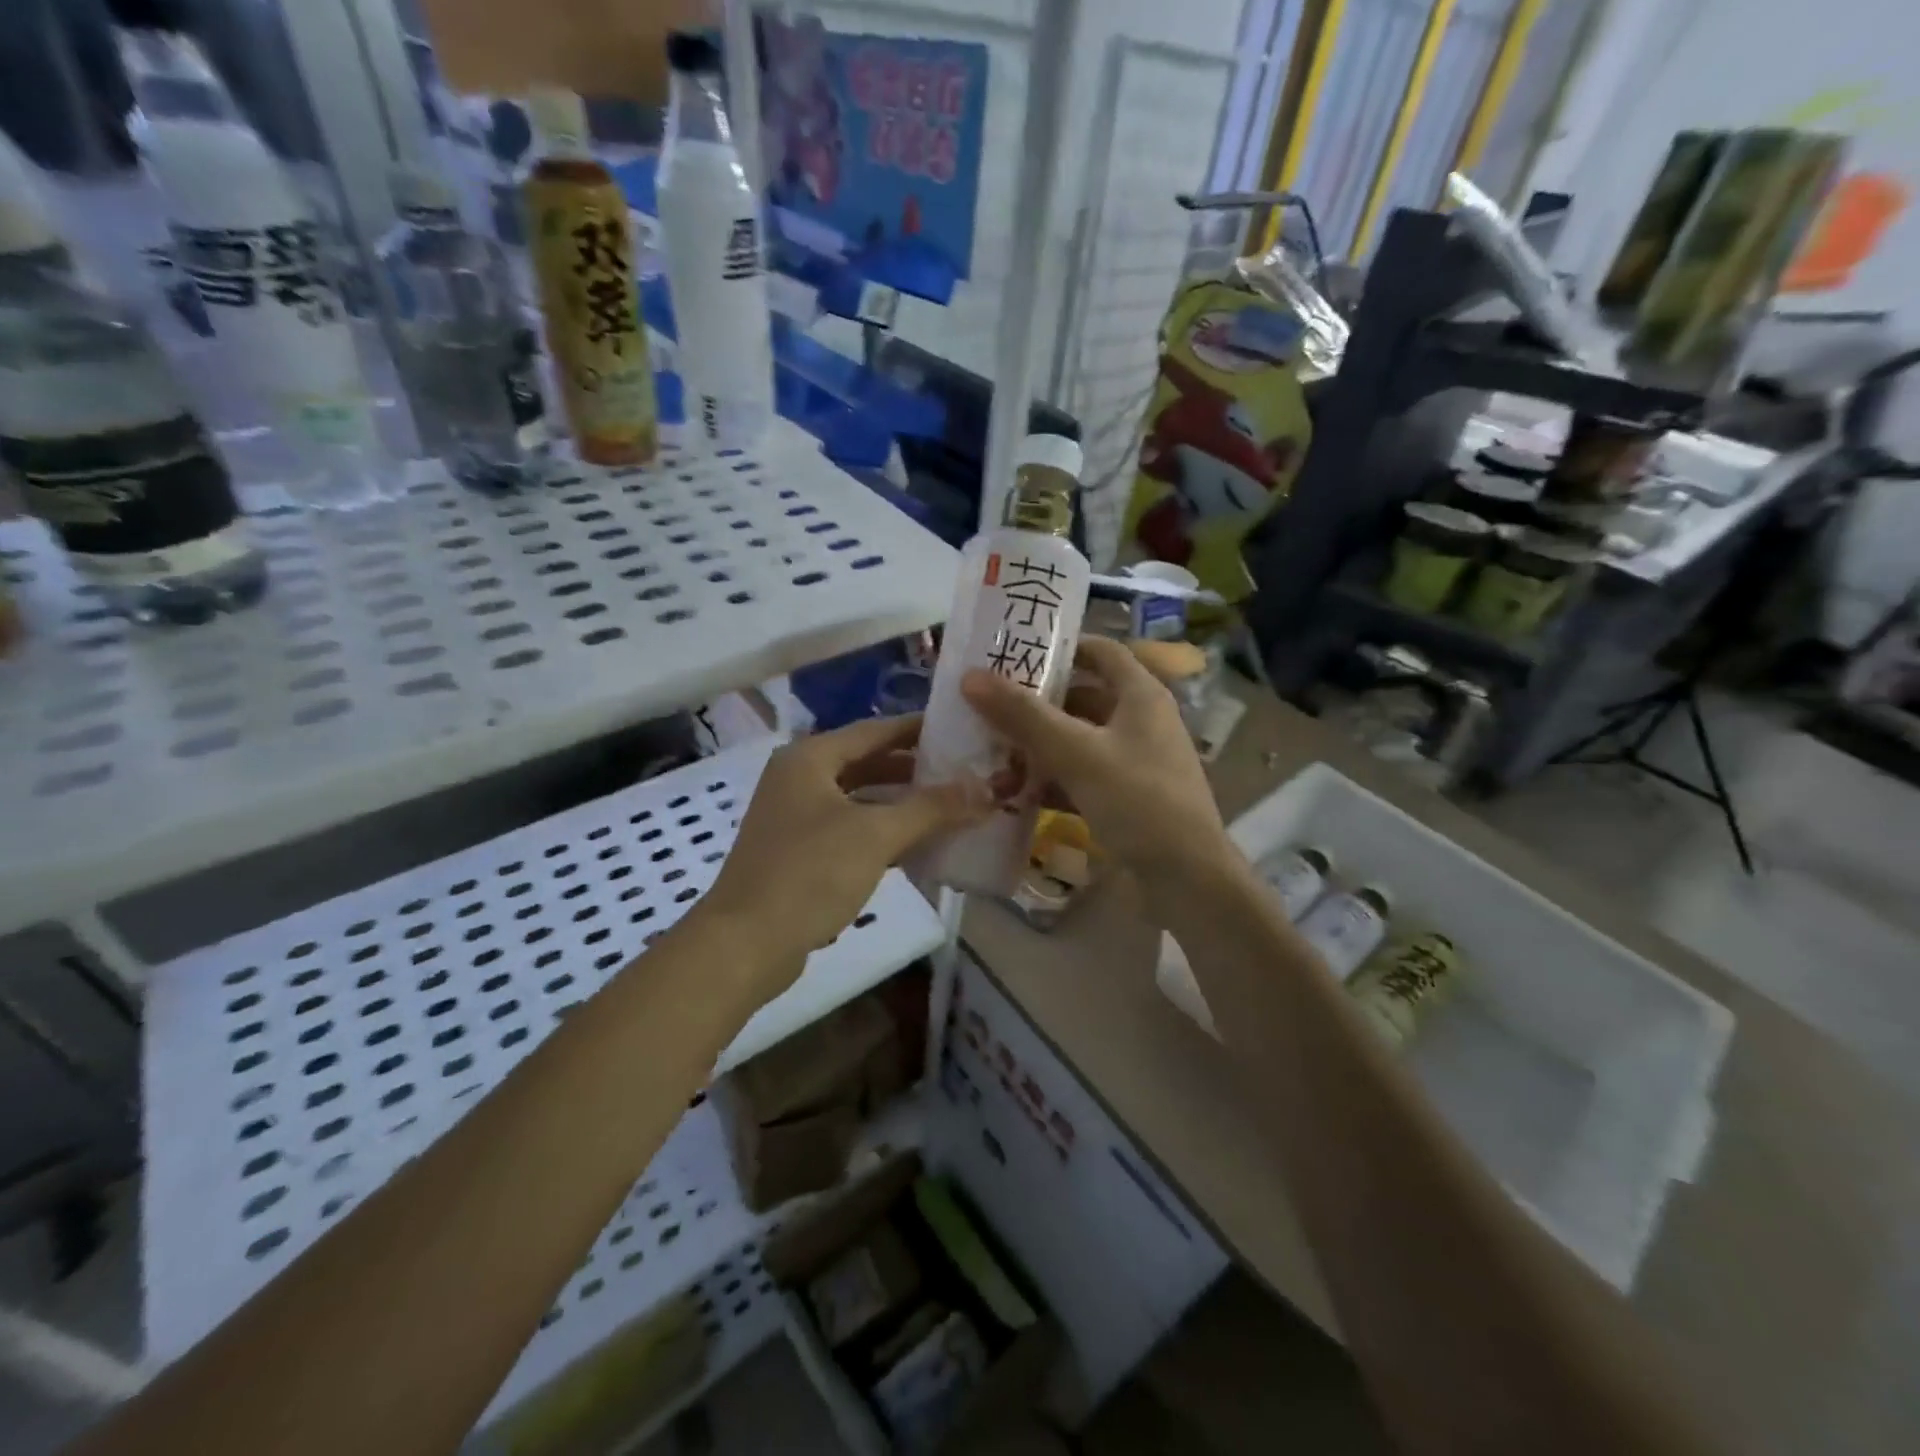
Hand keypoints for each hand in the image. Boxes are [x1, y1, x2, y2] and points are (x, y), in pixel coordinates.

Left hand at [703, 716, 988, 977]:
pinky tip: (921, 845)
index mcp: (810, 758)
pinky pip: (852, 830)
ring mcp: (796, 817)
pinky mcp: (800, 853)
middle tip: (965, 771)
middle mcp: (800, 778)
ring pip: (861, 799)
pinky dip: (884, 832)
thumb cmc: (809, 874)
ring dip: (902, 803)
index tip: (963, 730)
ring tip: (952, 805)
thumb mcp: (876, 835)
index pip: (875, 730)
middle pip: (867, 762)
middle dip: (915, 769)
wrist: (746, 944)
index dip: (920, 729)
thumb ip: (932, 808)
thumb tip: (987, 788)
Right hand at [961, 636, 1229, 895]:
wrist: (1187, 878)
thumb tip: (970, 677)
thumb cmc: (1137, 799)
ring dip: (1040, 745)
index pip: (1100, 651)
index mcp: (1141, 695)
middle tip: (990, 706)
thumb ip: (1023, 715)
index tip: (1014, 654)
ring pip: (1080, 739)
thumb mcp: (1076, 753)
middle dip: (1038, 703)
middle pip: (1084, 697)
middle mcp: (1142, 720)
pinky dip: (1054, 779)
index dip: (1060, 647)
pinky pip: (1084, 775)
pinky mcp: (1128, 796)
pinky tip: (1017, 792)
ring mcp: (1136, 761)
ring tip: (993, 750)